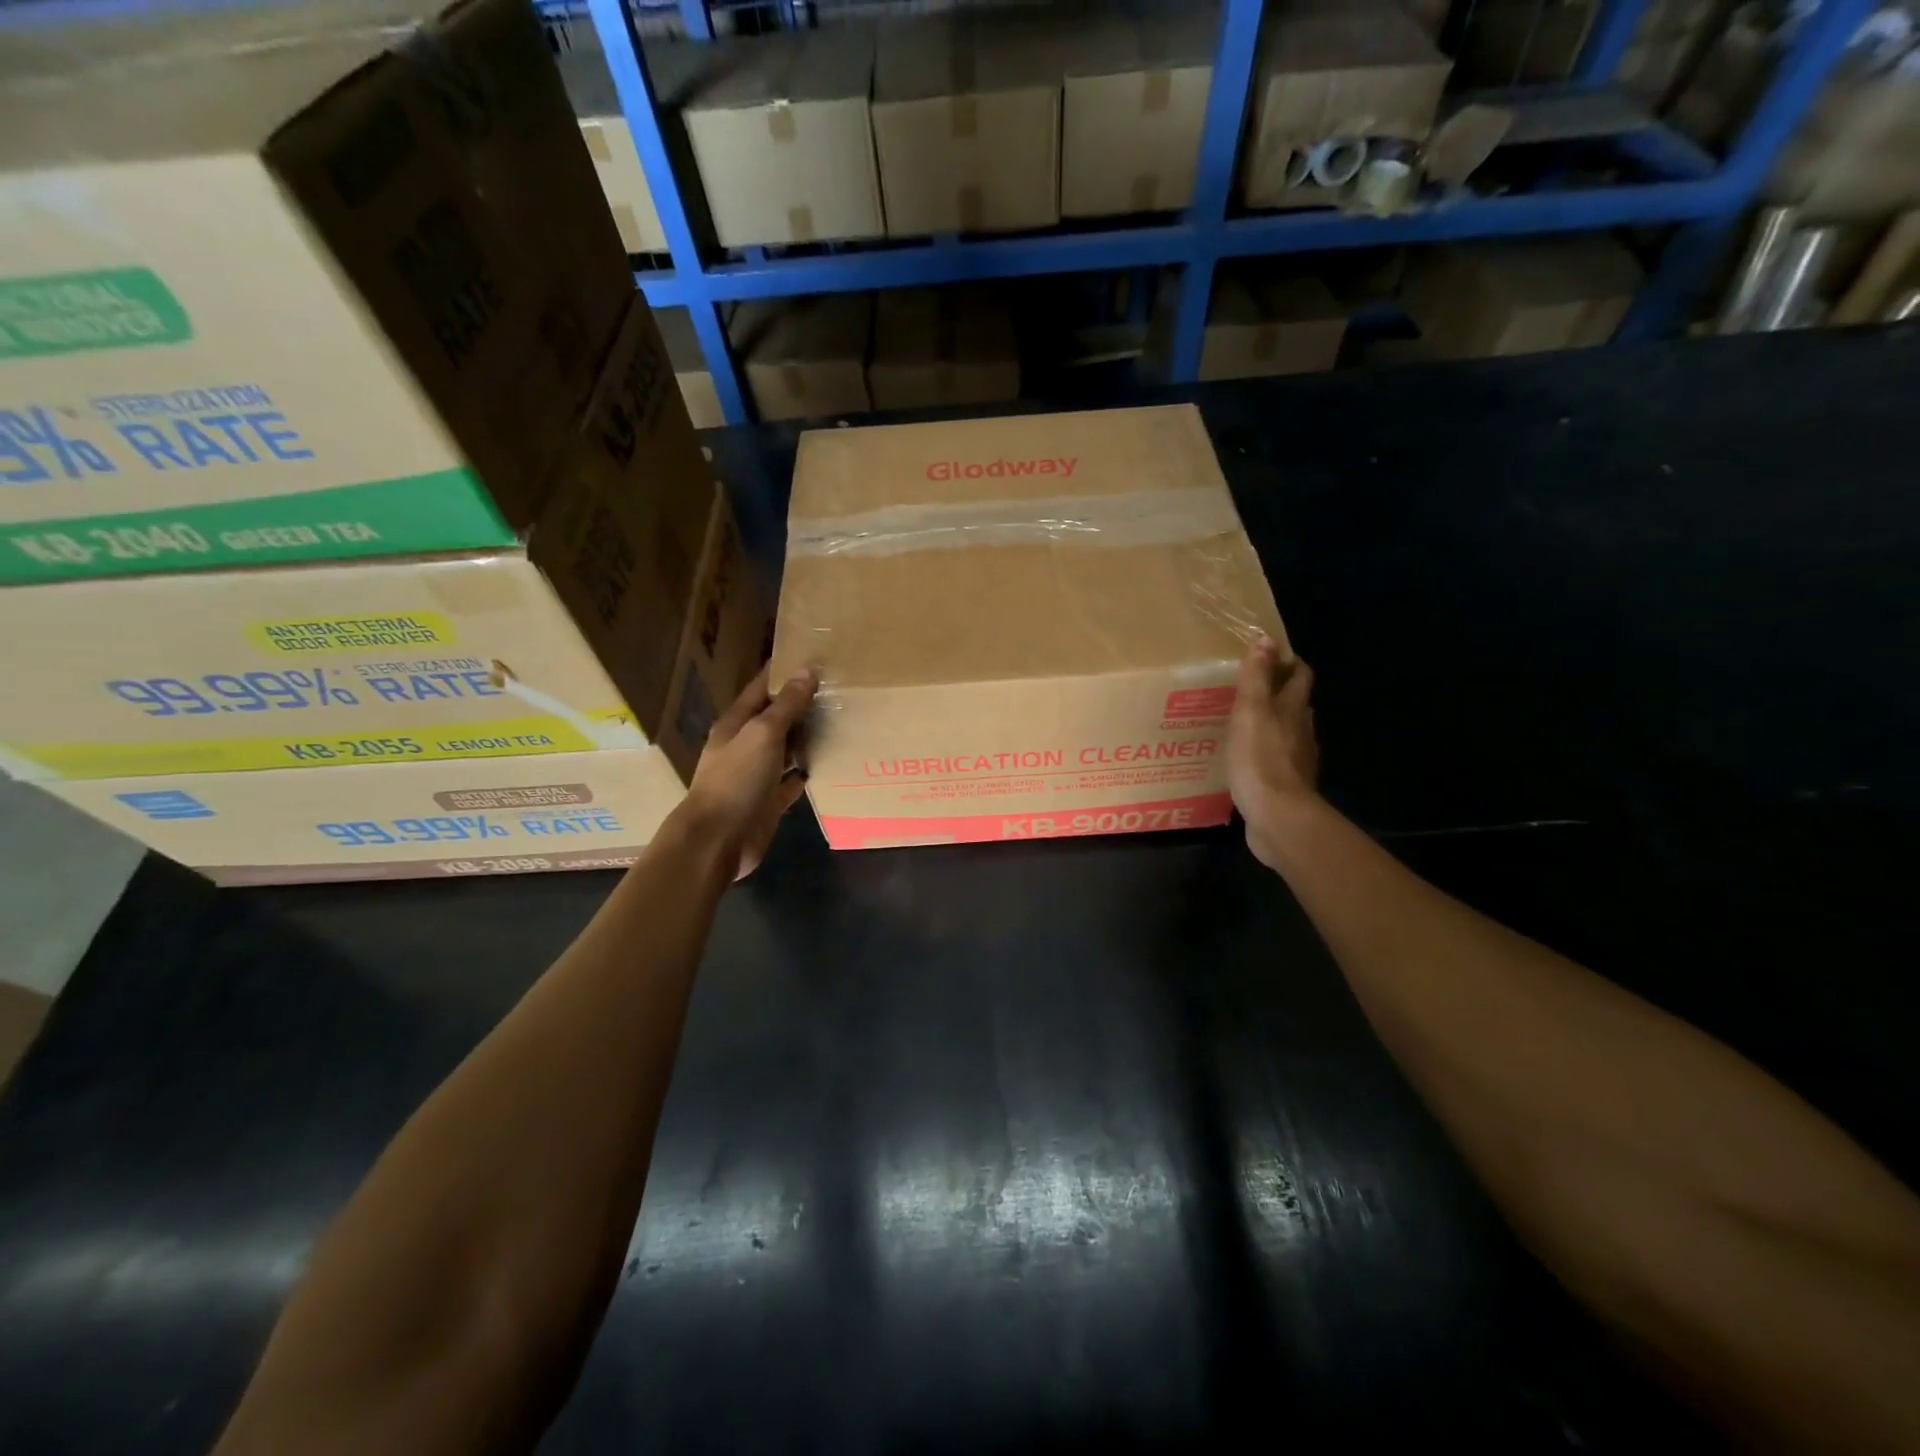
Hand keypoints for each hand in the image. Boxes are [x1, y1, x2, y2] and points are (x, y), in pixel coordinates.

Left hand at [682, 666, 816, 878]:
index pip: (761, 689)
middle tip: (837, 690)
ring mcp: (755, 776)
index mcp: (736, 724)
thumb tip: (806, 672)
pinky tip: (827, 765)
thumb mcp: (762, 734)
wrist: (718, 840)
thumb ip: (786, 706)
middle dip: (800, 705)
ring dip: (805, 738)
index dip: (782, 673)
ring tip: (838, 723)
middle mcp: (744, 746)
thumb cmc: (736, 779)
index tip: (811, 656)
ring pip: (784, 750)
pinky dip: (805, 773)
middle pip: (774, 719)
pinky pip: (790, 782)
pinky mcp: (767, 802)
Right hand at [1227, 638, 1320, 870]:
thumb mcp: (1251, 711)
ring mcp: (1297, 760)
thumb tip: (1267, 638)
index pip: (1300, 676)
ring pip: (1287, 733)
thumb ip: (1256, 677)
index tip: (1268, 657)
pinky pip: (1276, 761)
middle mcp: (1302, 731)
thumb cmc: (1260, 759)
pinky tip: (1245, 760)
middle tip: (1248, 690)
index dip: (1288, 663)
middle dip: (1278, 693)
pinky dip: (1264, 754)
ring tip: (1242, 724)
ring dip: (1270, 725)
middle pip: (1295, 704)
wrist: (1277, 817)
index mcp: (1294, 709)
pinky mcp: (1286, 786)